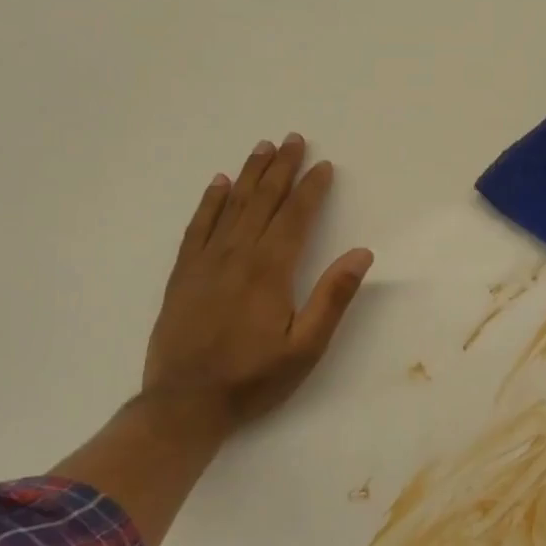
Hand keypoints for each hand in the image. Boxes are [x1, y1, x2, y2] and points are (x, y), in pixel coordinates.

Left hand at [144, 132, 373, 436]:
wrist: (184, 405)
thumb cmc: (252, 378)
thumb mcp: (306, 347)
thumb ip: (333, 297)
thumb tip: (362, 253)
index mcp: (270, 269)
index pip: (295, 216)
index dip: (311, 189)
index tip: (324, 166)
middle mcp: (237, 255)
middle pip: (263, 200)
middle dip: (281, 168)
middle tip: (293, 139)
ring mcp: (206, 262)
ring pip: (231, 206)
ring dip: (249, 174)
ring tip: (263, 147)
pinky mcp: (183, 274)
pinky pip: (198, 226)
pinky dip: (209, 201)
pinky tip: (218, 183)